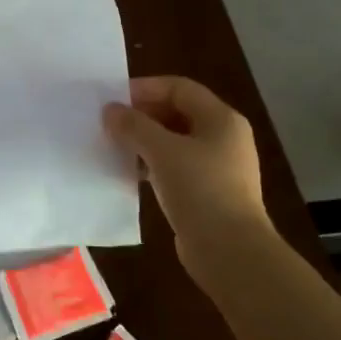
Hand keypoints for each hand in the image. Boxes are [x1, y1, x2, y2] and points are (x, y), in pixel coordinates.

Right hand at [103, 76, 269, 258]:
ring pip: (175, 142)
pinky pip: (175, 168)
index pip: (179, 88)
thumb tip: (110, 110)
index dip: (145, 88)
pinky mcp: (208, 192)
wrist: (230, 251)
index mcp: (221, 119)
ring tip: (115, 148)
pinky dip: (152, 165)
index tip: (113, 100)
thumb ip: (134, 126)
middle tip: (111, 124)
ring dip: (145, 142)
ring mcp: (217, 167)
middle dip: (143, 116)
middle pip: (177, 113)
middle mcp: (223, 137)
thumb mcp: (162, 152)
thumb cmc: (200, 190)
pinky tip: (131, 174)